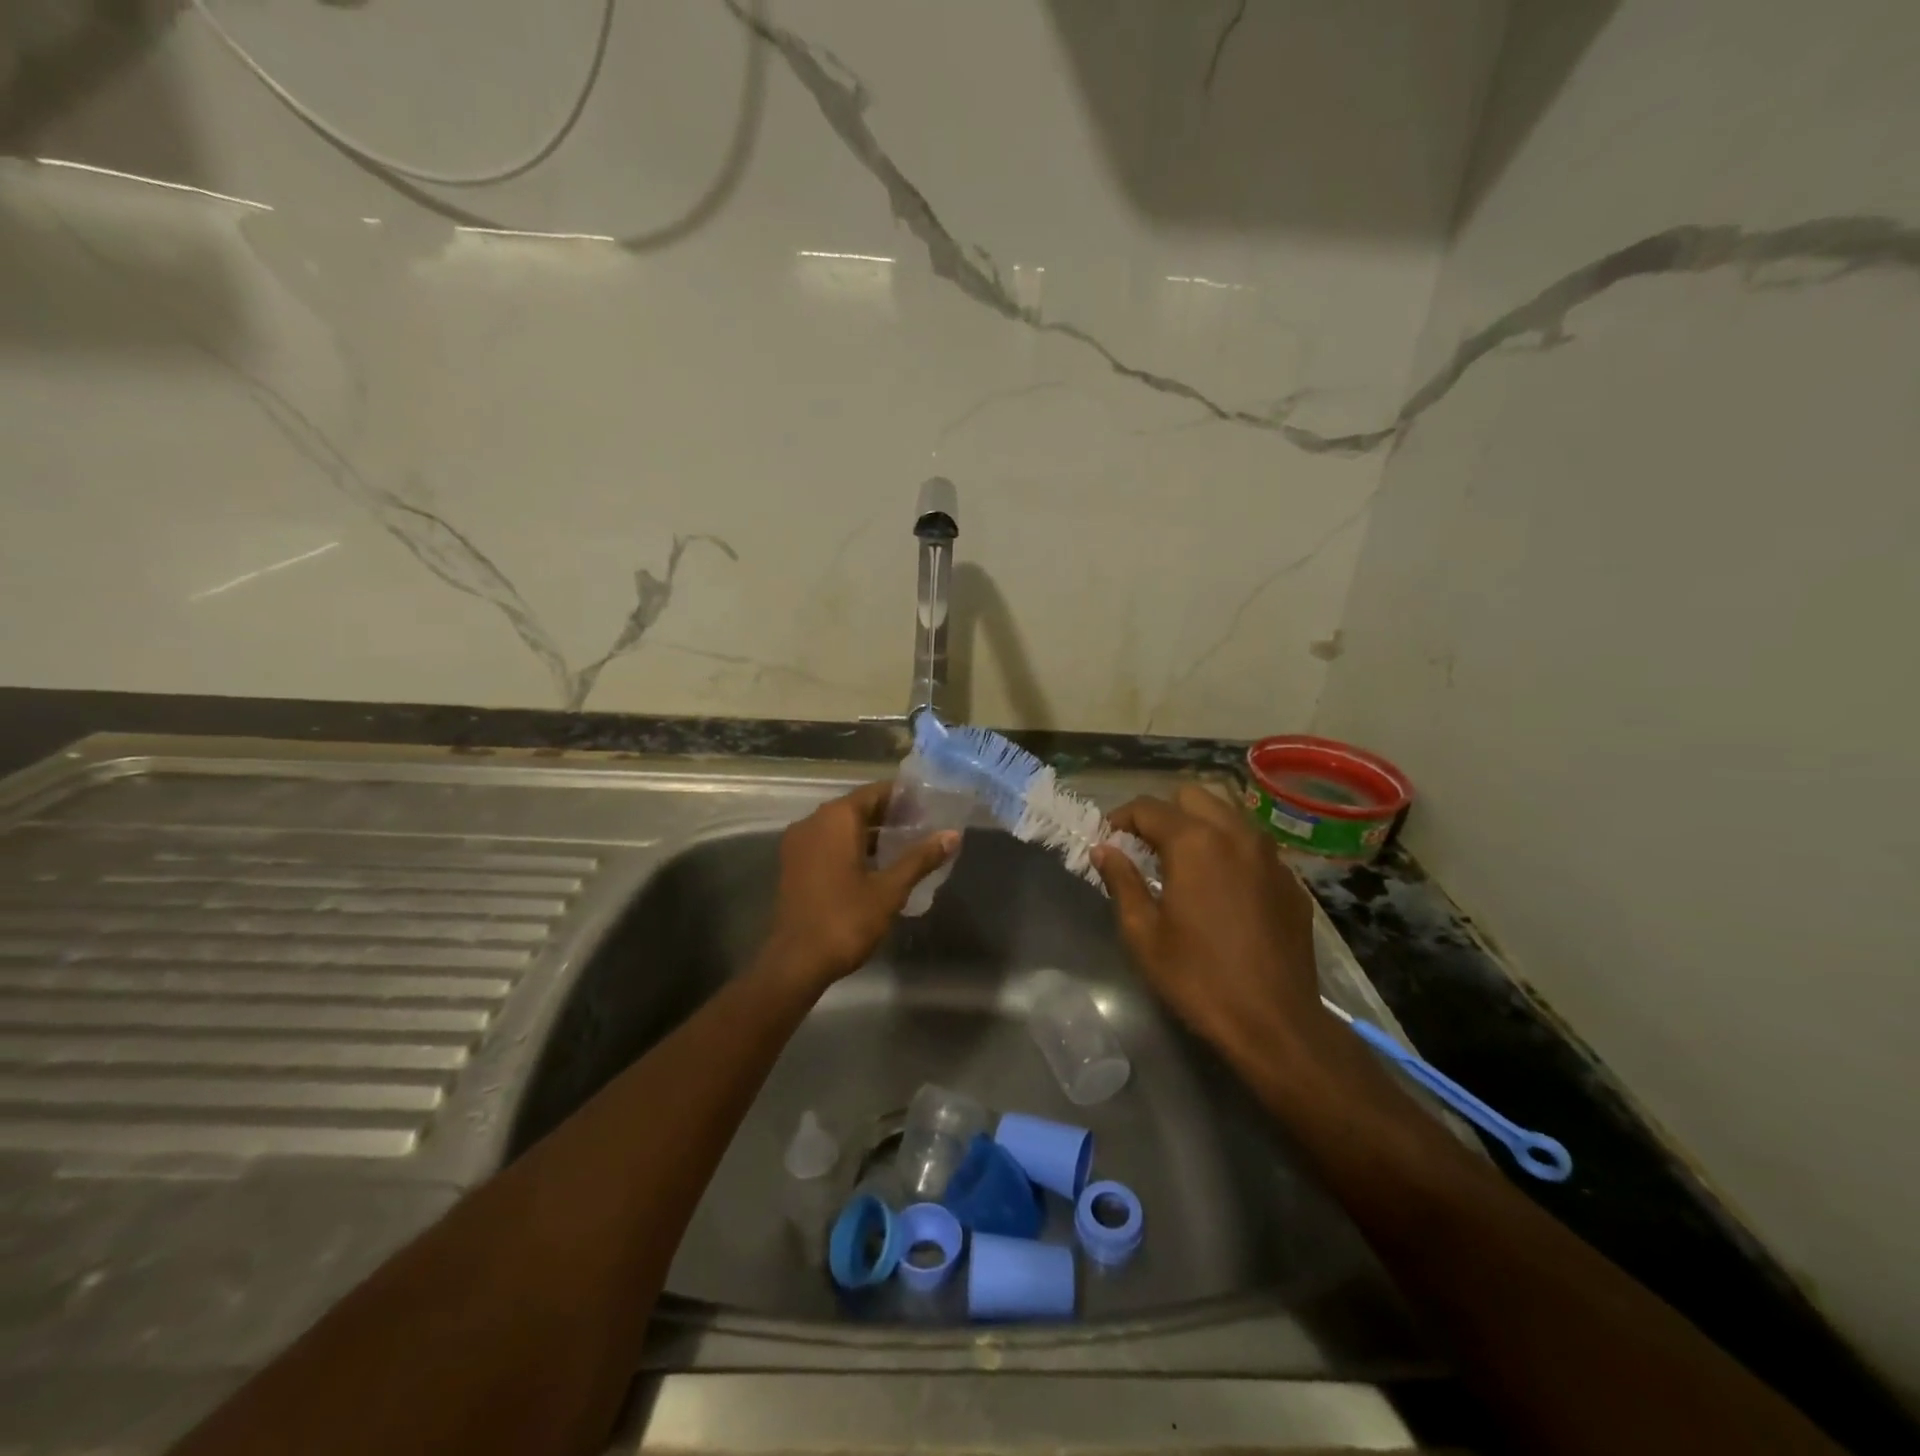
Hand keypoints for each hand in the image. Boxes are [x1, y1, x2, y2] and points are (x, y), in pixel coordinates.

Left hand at [758, 781, 958, 992]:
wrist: (796, 962)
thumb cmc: (846, 919)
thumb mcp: (890, 889)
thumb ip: (920, 858)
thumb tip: (952, 835)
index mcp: (835, 819)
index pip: (874, 792)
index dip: (903, 797)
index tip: (929, 805)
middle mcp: (813, 822)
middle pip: (857, 807)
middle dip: (889, 815)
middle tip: (924, 826)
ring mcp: (799, 844)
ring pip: (841, 827)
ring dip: (870, 833)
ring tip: (906, 845)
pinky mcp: (794, 866)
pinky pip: (827, 844)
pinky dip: (851, 847)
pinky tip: (877, 865)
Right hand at [1091, 785, 1330, 1066]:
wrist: (1276, 1023)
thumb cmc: (1198, 977)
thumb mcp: (1144, 933)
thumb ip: (1121, 881)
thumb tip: (1104, 850)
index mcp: (1195, 842)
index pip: (1147, 808)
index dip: (1120, 819)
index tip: (1107, 840)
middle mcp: (1236, 834)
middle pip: (1192, 796)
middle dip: (1164, 813)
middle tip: (1146, 849)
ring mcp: (1271, 856)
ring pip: (1228, 815)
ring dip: (1200, 825)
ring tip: (1184, 863)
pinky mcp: (1292, 881)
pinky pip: (1254, 846)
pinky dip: (1231, 852)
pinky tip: (1223, 890)